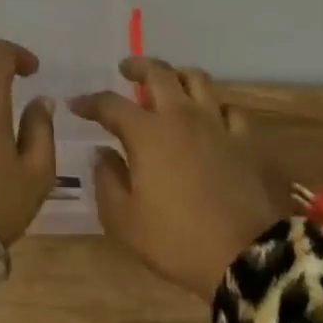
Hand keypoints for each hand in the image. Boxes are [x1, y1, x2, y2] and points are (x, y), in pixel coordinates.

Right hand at [71, 57, 282, 297]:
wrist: (245, 256)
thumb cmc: (176, 240)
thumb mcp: (124, 221)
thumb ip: (107, 180)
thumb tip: (102, 153)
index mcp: (146, 133)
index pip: (111, 104)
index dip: (90, 102)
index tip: (76, 104)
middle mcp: (180, 116)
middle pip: (158, 73)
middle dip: (137, 66)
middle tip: (126, 70)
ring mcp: (216, 124)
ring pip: (197, 79)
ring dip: (177, 75)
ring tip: (168, 82)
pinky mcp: (244, 140)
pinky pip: (229, 109)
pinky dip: (215, 106)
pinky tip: (210, 116)